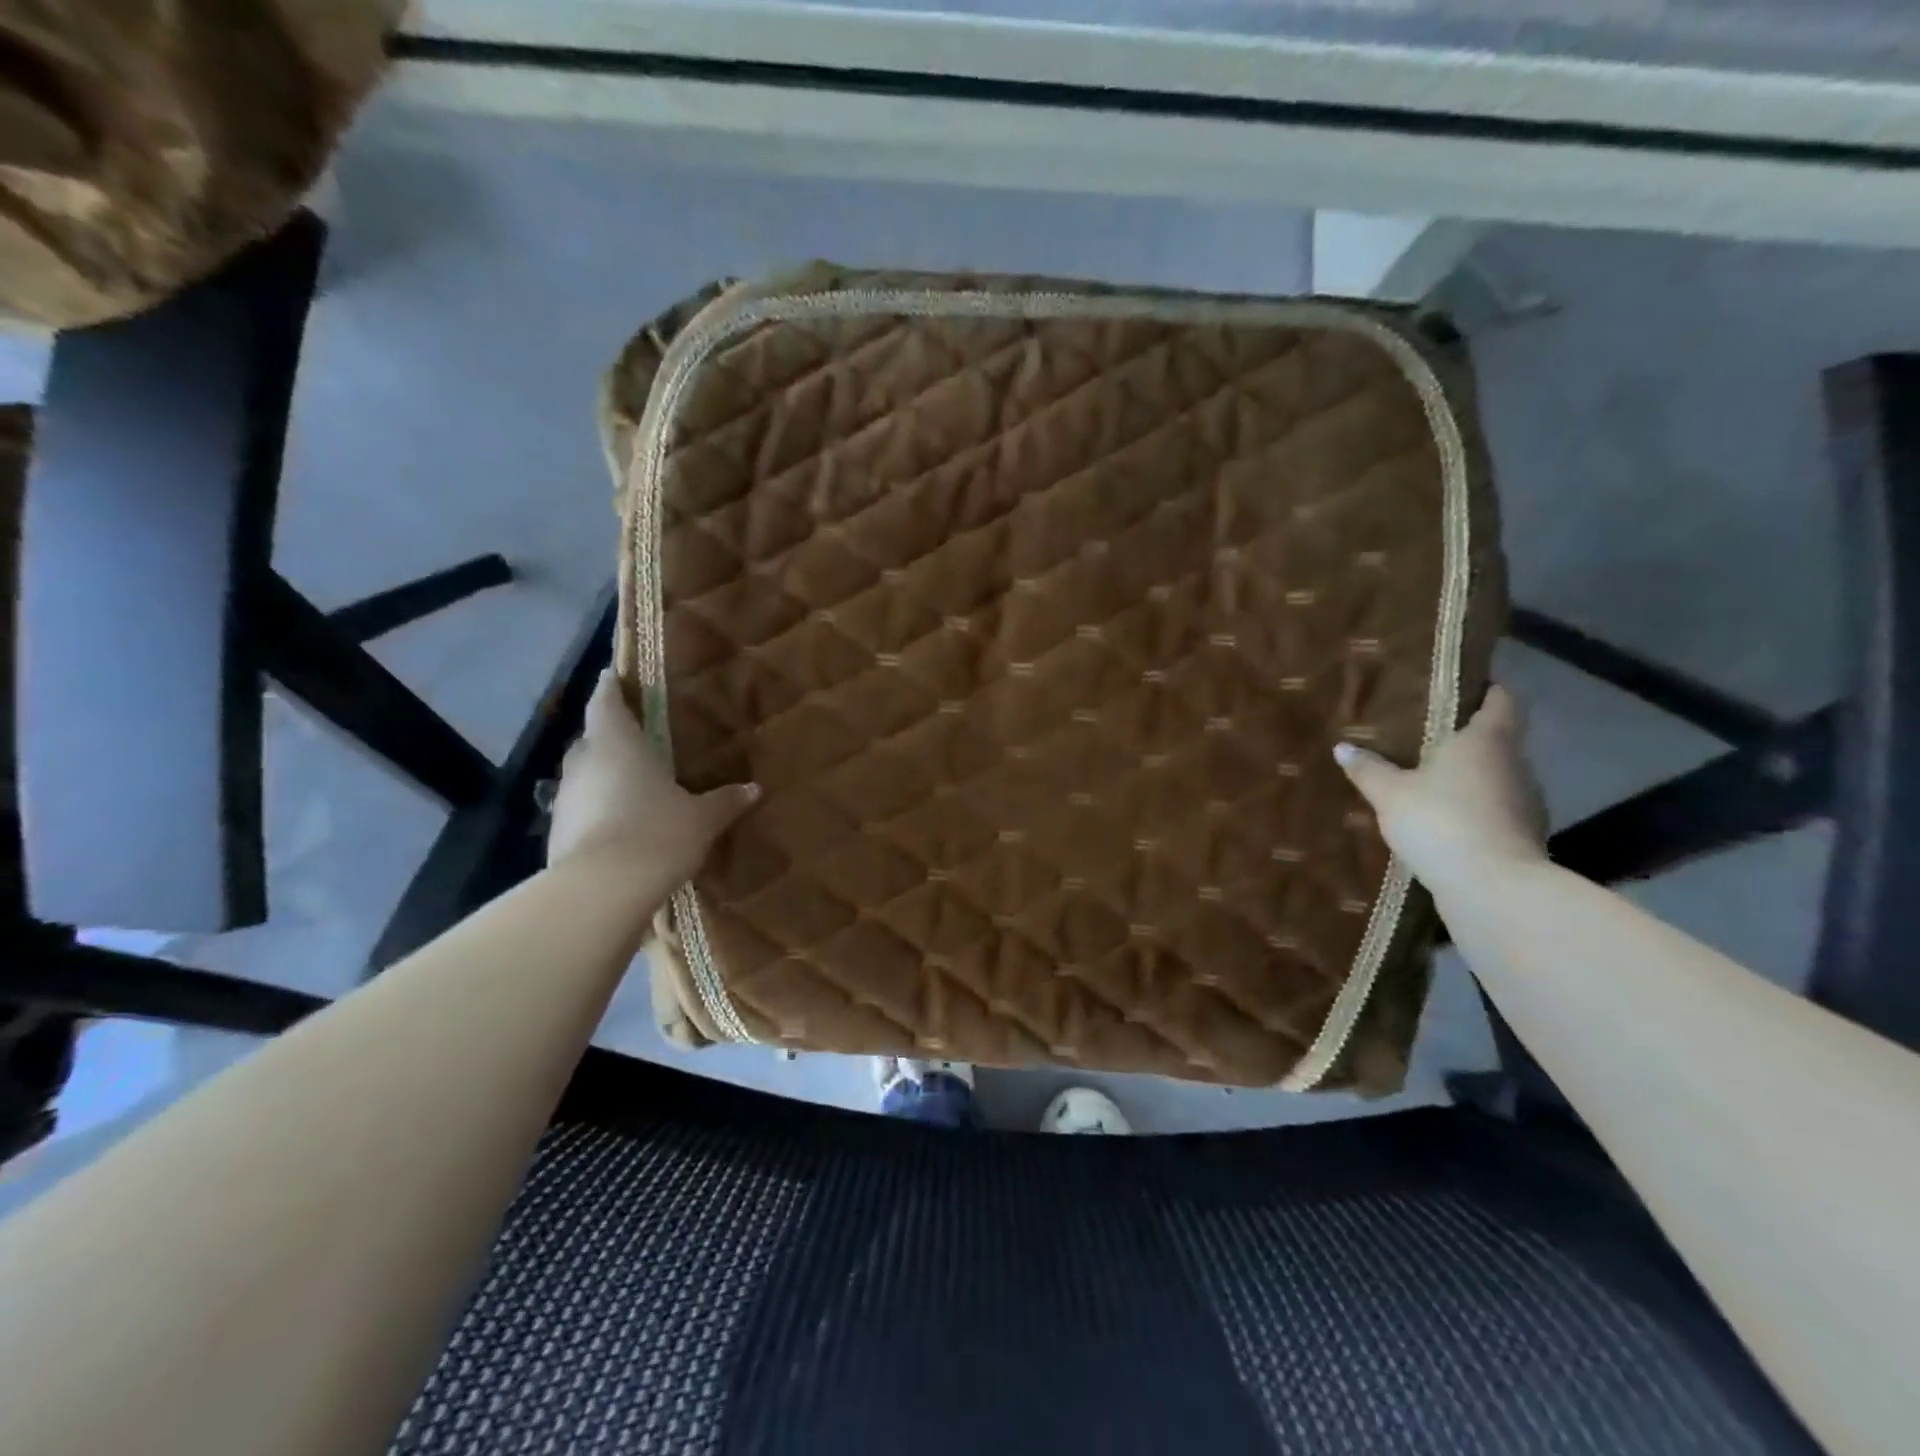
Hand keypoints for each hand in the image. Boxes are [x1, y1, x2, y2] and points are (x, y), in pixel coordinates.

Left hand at [547, 671, 758, 880]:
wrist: (602, 892)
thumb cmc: (657, 833)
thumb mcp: (702, 818)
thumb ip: (725, 800)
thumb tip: (754, 789)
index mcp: (617, 742)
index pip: (606, 701)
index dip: (611, 687)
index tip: (615, 676)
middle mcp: (584, 762)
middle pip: (593, 738)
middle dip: (611, 736)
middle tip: (639, 739)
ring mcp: (565, 798)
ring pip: (585, 775)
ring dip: (604, 776)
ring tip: (633, 785)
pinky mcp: (557, 832)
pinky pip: (582, 809)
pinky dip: (598, 810)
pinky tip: (621, 826)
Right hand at [1333, 686, 1547, 896]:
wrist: (1492, 887)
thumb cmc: (1440, 821)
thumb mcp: (1390, 794)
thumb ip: (1368, 769)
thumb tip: (1342, 747)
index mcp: (1487, 741)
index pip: (1501, 700)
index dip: (1486, 690)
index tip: (1462, 689)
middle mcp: (1515, 764)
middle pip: (1497, 741)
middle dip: (1466, 739)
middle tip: (1426, 740)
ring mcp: (1526, 802)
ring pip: (1497, 778)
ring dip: (1470, 779)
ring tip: (1431, 783)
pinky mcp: (1525, 837)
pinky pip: (1496, 811)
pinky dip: (1476, 811)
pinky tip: (1445, 823)